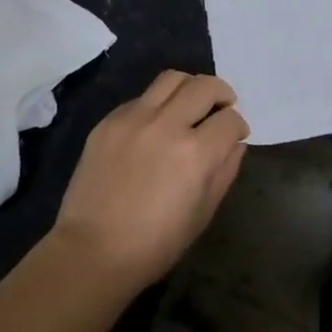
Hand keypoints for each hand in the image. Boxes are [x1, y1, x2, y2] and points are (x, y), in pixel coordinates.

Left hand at [52, 71, 248, 289]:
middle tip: (221, 109)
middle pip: (205, 86)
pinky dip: (157, 104)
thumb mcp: (203, 213)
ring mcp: (133, 119)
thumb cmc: (155, 244)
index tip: (236, 135)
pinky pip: (141, 98)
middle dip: (222, 94)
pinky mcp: (108, 121)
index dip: (239, 125)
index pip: (230, 119)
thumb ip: (225, 171)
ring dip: (190, 87)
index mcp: (195, 153)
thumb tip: (234, 143)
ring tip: (190, 105)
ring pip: (172, 79)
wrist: (92, 252)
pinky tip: (155, 125)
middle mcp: (166, 125)